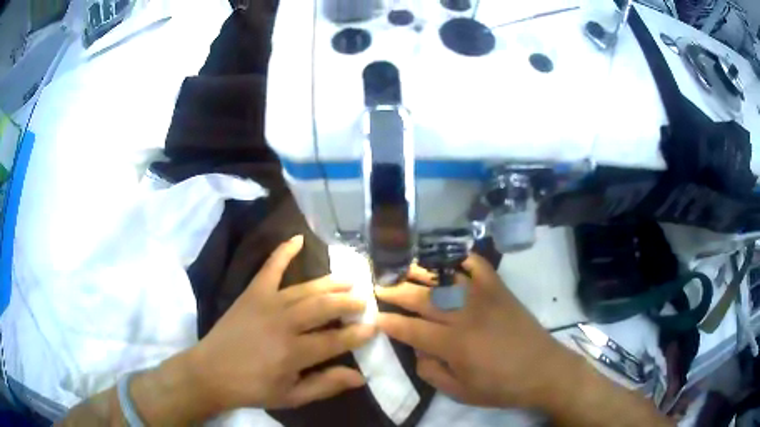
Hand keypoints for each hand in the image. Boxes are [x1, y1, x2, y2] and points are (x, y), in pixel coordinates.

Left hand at [186, 235, 376, 411]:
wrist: (211, 372)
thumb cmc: (253, 388)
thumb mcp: (291, 396)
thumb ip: (325, 385)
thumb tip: (360, 377)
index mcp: (293, 352)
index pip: (335, 340)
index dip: (357, 334)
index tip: (374, 326)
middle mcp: (283, 323)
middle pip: (323, 308)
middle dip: (348, 303)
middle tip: (364, 300)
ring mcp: (267, 303)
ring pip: (306, 289)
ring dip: (330, 284)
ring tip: (349, 280)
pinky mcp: (252, 293)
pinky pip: (270, 268)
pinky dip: (284, 251)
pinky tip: (298, 238)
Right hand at [376, 254, 575, 409]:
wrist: (544, 370)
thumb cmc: (501, 386)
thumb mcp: (461, 392)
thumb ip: (432, 372)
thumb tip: (418, 350)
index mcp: (454, 345)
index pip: (411, 329)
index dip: (390, 322)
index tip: (375, 316)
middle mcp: (465, 316)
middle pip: (423, 298)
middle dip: (396, 291)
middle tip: (379, 286)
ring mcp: (485, 298)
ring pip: (445, 279)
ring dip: (421, 271)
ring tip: (403, 267)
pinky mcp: (501, 290)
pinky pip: (479, 266)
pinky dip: (462, 259)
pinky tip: (448, 259)